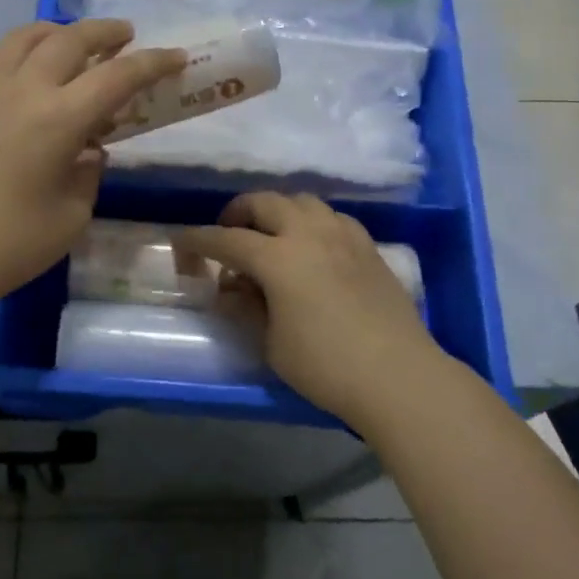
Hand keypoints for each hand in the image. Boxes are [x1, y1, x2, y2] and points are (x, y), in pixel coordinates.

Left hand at [0, 20, 186, 306]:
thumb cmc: (14, 243)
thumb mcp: (73, 212)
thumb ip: (88, 171)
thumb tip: (87, 149)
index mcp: (59, 118)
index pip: (117, 76)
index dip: (152, 63)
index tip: (176, 56)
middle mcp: (23, 89)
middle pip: (71, 39)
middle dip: (106, 32)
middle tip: (127, 35)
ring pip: (28, 36)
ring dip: (60, 32)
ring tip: (75, 41)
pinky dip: (22, 48)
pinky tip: (27, 65)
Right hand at [177, 193, 443, 428]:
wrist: (398, 376)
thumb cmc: (325, 366)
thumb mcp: (271, 344)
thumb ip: (245, 309)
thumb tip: (229, 290)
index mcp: (278, 257)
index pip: (227, 239)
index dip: (198, 240)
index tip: (180, 241)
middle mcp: (309, 234)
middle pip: (265, 203)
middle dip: (239, 212)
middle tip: (228, 233)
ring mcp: (343, 236)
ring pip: (302, 201)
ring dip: (278, 211)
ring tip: (270, 235)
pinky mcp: (368, 247)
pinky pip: (332, 217)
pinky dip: (312, 221)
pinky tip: (312, 245)